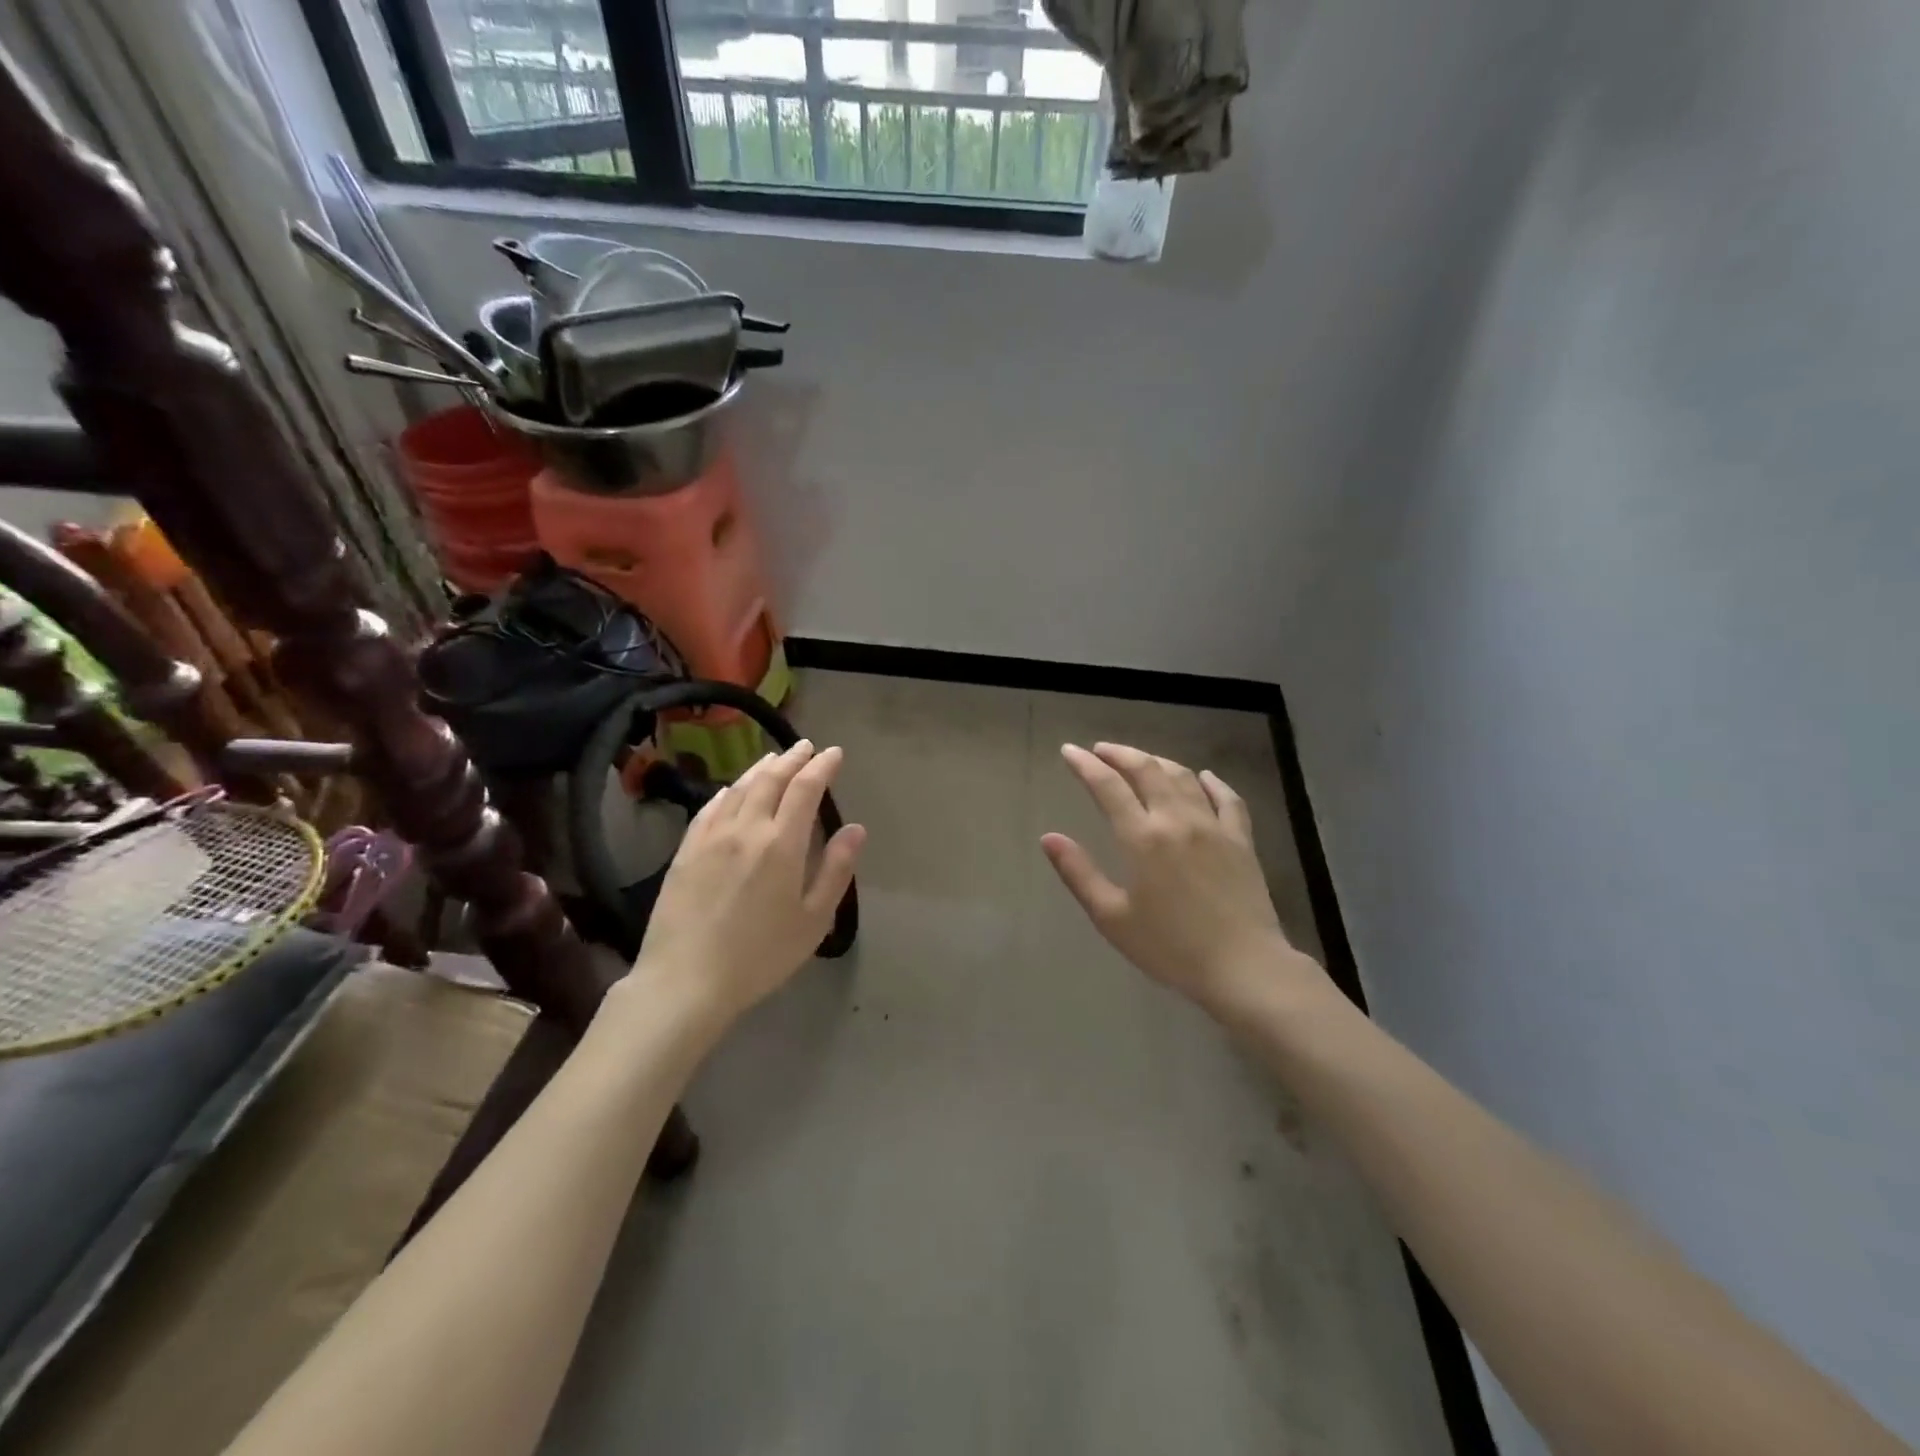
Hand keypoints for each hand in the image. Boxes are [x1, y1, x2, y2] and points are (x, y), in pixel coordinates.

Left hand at [628, 740, 864, 1027]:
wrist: (686, 981)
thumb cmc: (760, 956)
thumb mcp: (813, 920)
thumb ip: (836, 870)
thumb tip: (856, 829)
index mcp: (781, 844)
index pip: (805, 789)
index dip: (822, 767)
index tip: (834, 753)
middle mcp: (746, 829)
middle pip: (770, 780)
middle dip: (792, 759)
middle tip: (806, 746)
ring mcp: (710, 837)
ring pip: (738, 788)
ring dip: (760, 768)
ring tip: (774, 758)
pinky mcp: (685, 852)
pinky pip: (709, 808)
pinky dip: (727, 791)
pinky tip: (731, 789)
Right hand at [1042, 743, 1326, 1021]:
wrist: (1243, 967)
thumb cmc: (1170, 948)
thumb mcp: (1112, 917)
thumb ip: (1078, 873)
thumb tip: (1049, 838)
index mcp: (1142, 838)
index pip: (1108, 786)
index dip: (1085, 764)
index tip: (1069, 751)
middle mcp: (1177, 820)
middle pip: (1146, 770)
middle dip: (1120, 754)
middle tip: (1101, 750)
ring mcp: (1213, 826)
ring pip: (1183, 777)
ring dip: (1157, 761)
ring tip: (1141, 760)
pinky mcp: (1241, 840)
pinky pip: (1227, 798)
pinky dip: (1212, 782)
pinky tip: (1204, 777)